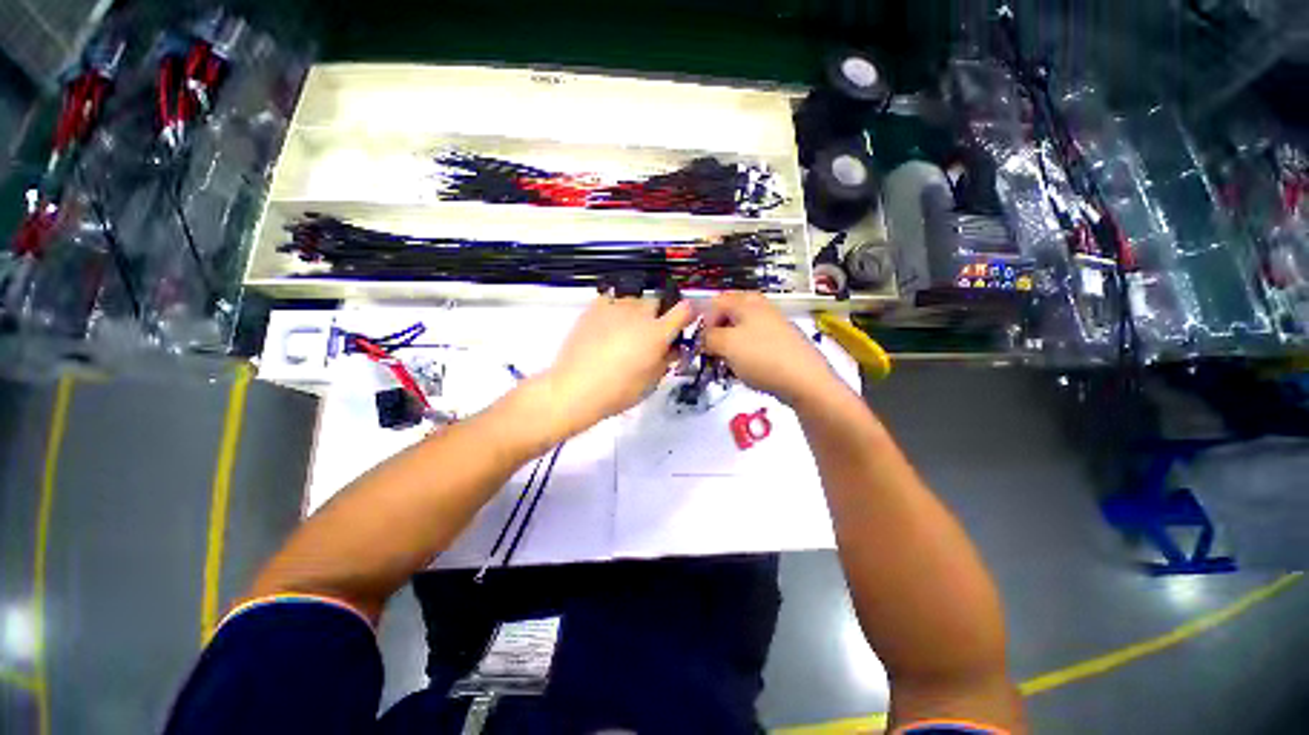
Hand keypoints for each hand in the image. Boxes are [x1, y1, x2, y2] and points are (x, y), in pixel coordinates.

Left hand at [538, 294, 694, 437]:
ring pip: (635, 299)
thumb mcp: (652, 381)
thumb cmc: (618, 392)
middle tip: (650, 333)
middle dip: (659, 314)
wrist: (575, 389)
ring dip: (637, 311)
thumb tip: (672, 348)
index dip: (688, 315)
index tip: (683, 324)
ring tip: (626, 329)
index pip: (684, 310)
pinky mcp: (594, 308)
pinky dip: (616, 307)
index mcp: (657, 333)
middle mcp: (639, 314)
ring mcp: (615, 308)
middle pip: (658, 301)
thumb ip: (667, 360)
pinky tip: (609, 323)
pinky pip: (612, 299)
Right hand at [702, 292, 841, 406]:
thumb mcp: (726, 344)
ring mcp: (771, 327)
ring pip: (739, 334)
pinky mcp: (778, 345)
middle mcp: (760, 309)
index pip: (714, 303)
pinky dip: (742, 357)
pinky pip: (752, 347)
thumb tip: (702, 338)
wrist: (804, 381)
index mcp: (746, 302)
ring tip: (725, 366)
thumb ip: (707, 337)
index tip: (699, 343)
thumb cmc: (762, 357)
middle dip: (714, 337)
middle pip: (727, 318)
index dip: (702, 322)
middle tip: (710, 354)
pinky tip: (741, 372)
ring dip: (727, 349)